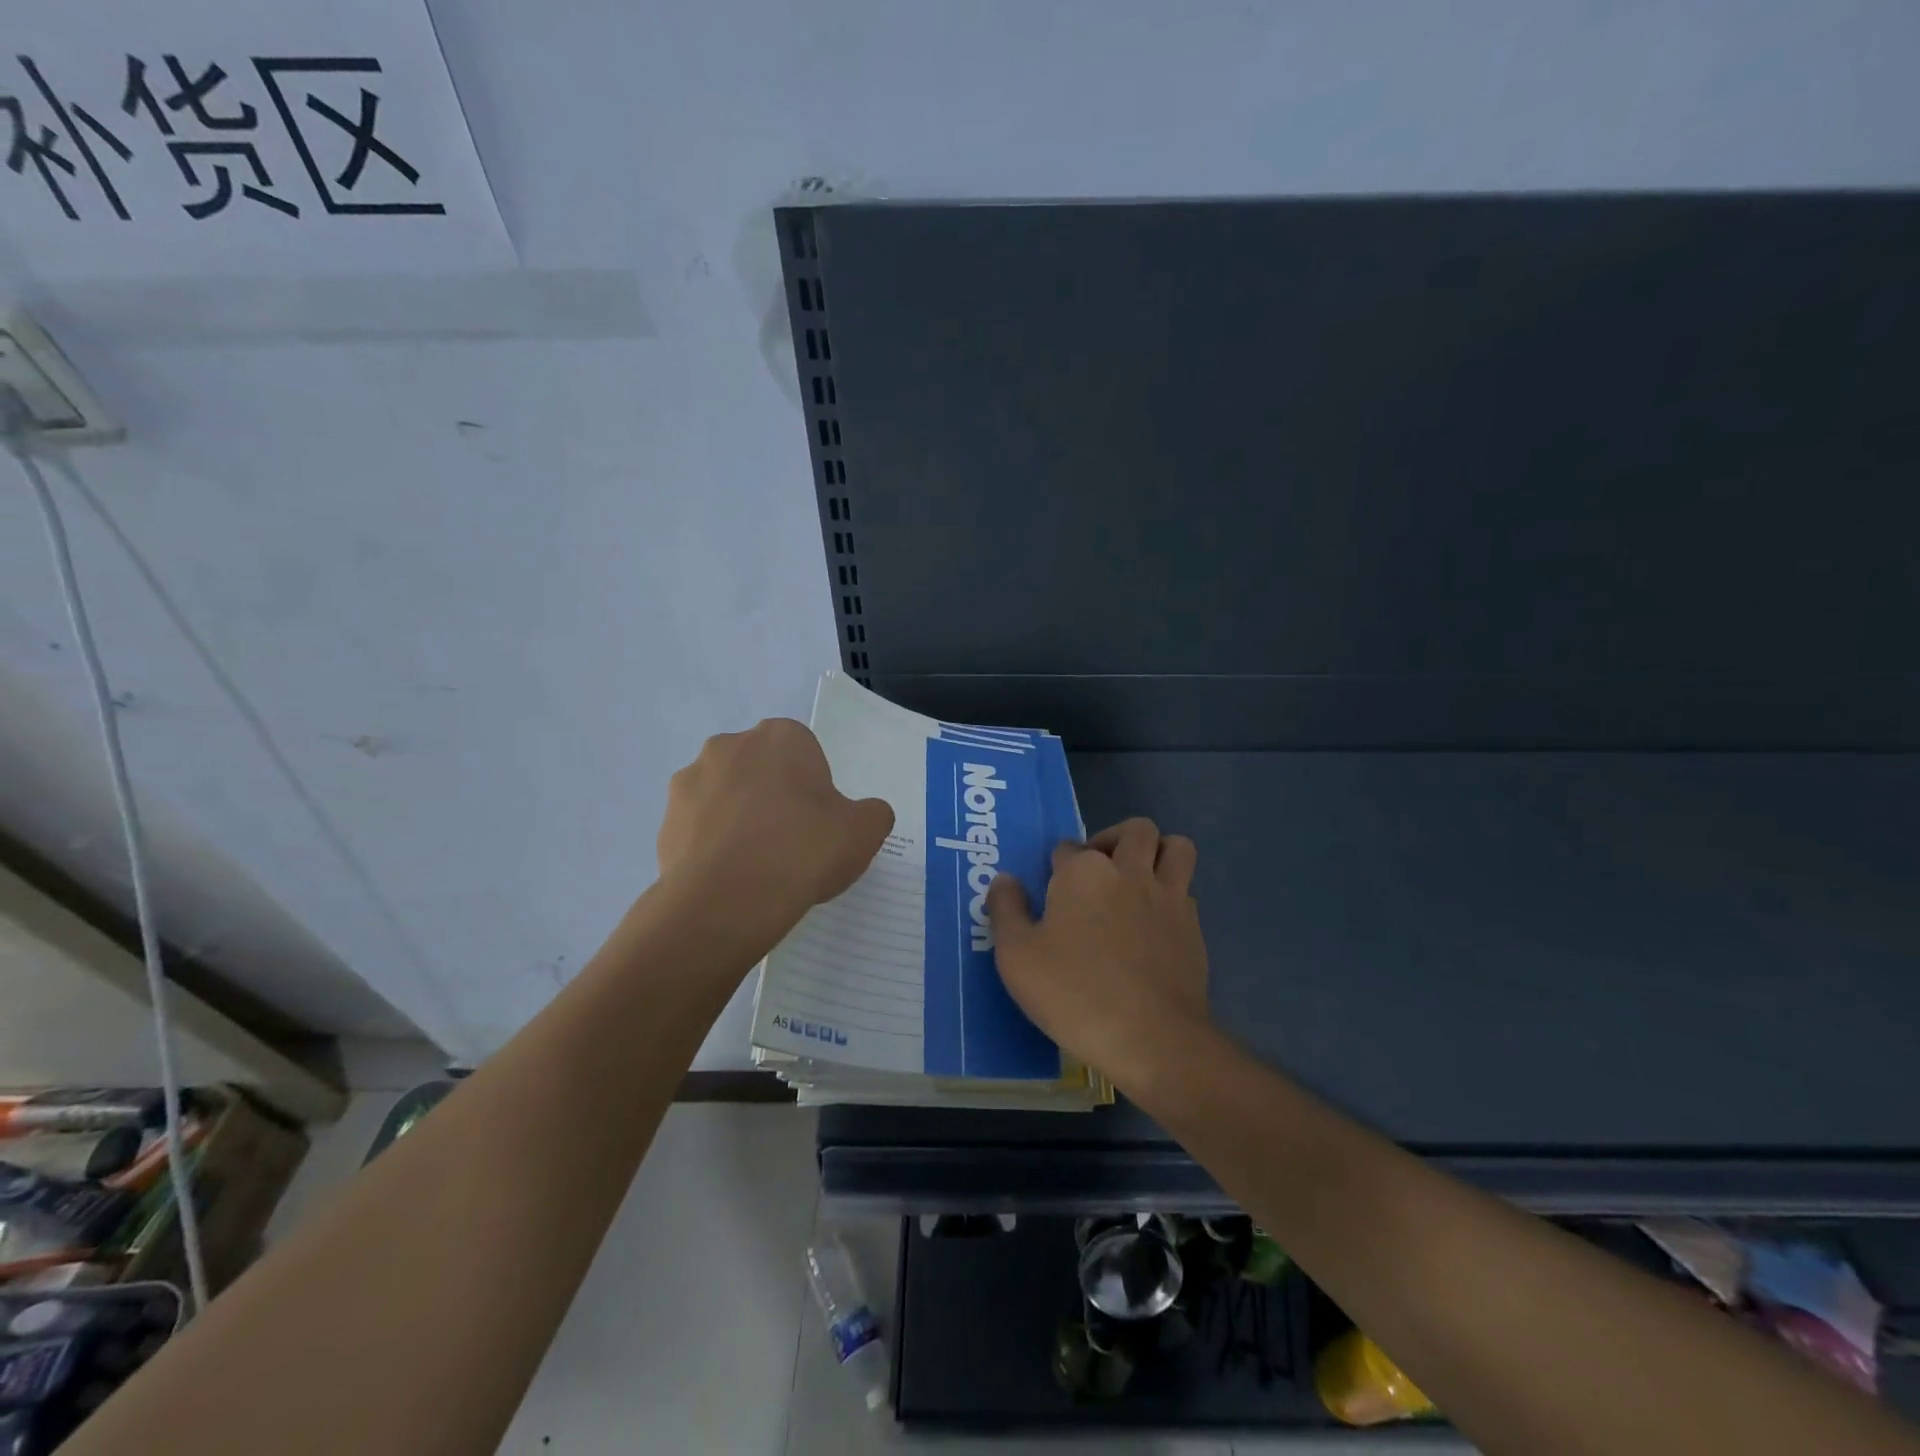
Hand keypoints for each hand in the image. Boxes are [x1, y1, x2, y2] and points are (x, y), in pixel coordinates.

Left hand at [656, 718, 894, 942]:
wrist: (729, 900)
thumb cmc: (804, 850)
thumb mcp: (865, 831)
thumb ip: (873, 813)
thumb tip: (864, 815)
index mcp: (781, 737)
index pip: (803, 752)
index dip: (813, 786)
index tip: (819, 821)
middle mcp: (730, 746)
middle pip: (761, 769)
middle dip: (773, 795)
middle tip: (792, 841)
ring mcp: (691, 781)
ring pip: (726, 796)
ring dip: (739, 818)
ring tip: (758, 865)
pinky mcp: (666, 820)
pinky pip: (699, 828)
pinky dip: (713, 845)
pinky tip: (731, 877)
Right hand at [987, 819, 1211, 1085]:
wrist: (1152, 1038)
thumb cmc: (1074, 993)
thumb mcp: (1017, 957)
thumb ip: (1006, 910)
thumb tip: (1004, 880)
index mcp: (1084, 872)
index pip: (1067, 848)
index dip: (1057, 868)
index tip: (1050, 895)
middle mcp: (1130, 871)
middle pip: (1133, 830)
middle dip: (1114, 840)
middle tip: (1098, 872)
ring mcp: (1168, 896)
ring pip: (1175, 847)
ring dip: (1156, 852)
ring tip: (1136, 879)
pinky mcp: (1193, 926)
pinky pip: (1186, 890)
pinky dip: (1172, 894)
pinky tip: (1154, 922)